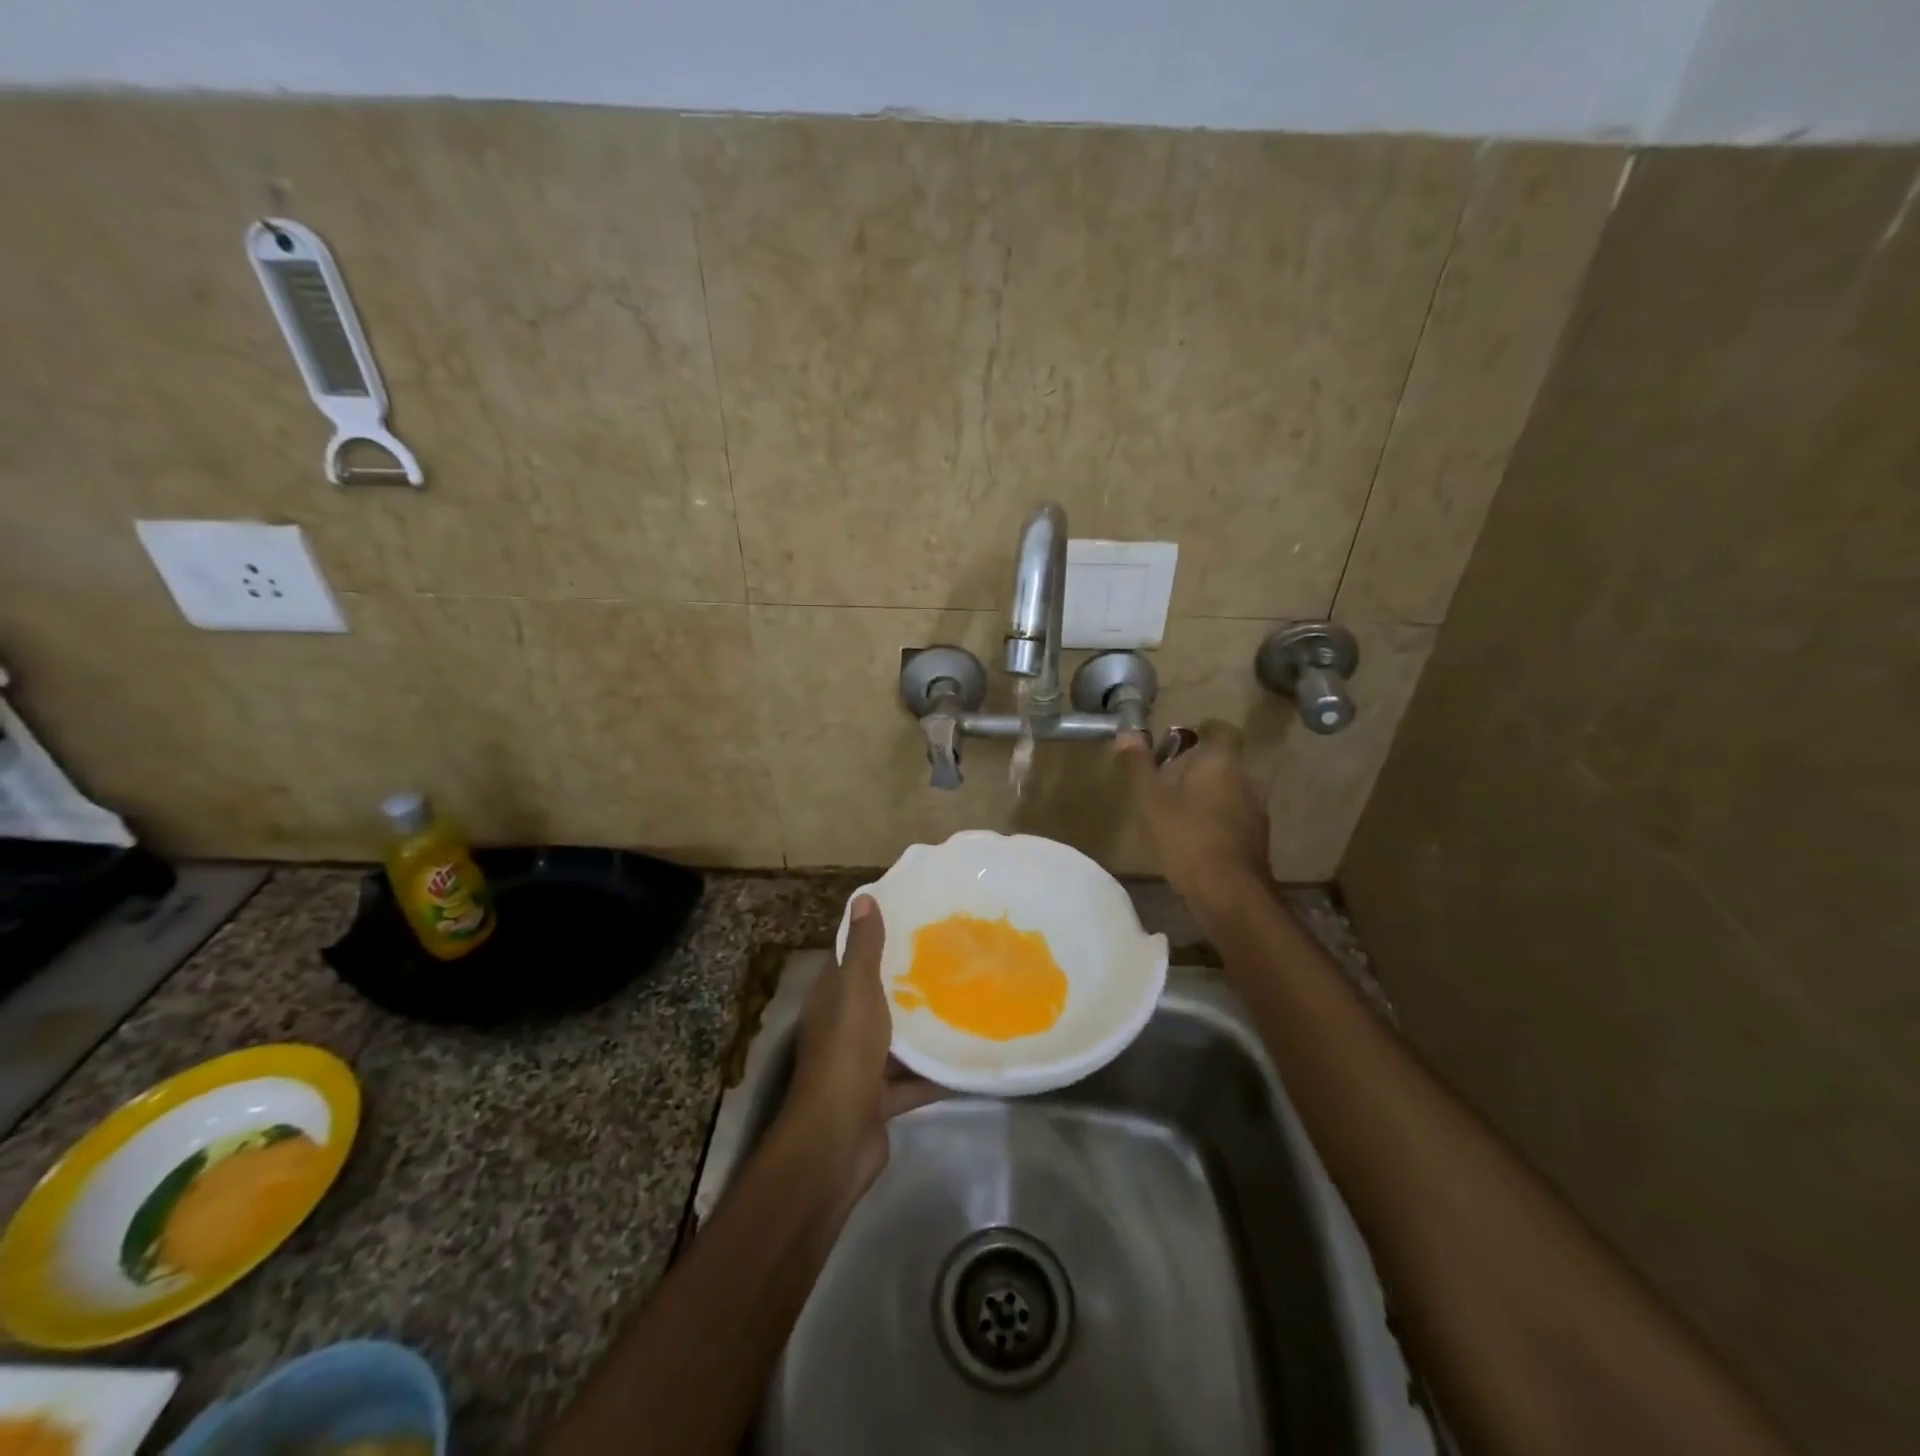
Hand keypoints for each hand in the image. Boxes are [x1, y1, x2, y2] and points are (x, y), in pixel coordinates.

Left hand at [785, 896, 940, 1202]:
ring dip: (924, 1028)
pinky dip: (936, 1072)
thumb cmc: (846, 1052)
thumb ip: (863, 948)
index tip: (914, 921)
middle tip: (951, 958)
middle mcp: (842, 1028)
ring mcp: (861, 1066)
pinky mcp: (880, 1099)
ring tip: (966, 1001)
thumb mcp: (856, 990)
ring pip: (897, 1040)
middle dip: (908, 982)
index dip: (876, 939)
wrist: (838, 1138)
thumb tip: (863, 898)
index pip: (851, 959)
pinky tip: (969, 1057)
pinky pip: (913, 1080)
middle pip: (877, 998)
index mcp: (831, 999)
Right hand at [1114, 721, 1272, 903]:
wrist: (1228, 892)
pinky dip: (1216, 820)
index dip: (1198, 732)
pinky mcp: (1258, 838)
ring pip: (1229, 789)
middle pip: (1222, 761)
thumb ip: (1139, 765)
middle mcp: (1246, 778)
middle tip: (1164, 782)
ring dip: (1206, 795)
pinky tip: (1194, 839)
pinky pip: (1234, 816)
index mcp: (1221, 761)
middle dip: (1196, 767)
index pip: (1219, 729)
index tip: (1175, 745)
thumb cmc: (1185, 836)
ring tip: (1176, 813)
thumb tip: (1127, 733)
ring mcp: (1256, 809)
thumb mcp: (1150, 799)